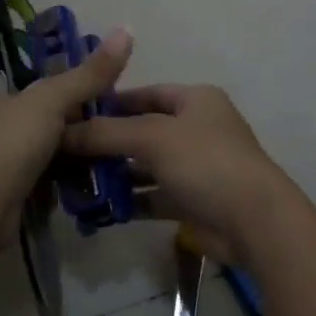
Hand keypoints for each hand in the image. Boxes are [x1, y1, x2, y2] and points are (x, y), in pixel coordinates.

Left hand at [0, 29, 132, 206]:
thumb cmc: (11, 140)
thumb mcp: (54, 100)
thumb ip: (88, 75)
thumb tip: (126, 31)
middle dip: (21, 132)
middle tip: (60, 130)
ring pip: (13, 165)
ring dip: (37, 163)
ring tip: (77, 160)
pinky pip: (26, 193)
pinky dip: (45, 192)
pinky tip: (70, 191)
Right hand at [59, 83, 293, 258]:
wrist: (254, 221)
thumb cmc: (205, 162)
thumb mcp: (152, 138)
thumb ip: (105, 133)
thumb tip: (61, 131)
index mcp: (196, 100)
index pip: (147, 93)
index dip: (112, 102)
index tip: (75, 115)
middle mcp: (197, 129)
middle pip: (143, 131)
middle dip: (107, 142)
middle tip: (66, 153)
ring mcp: (196, 167)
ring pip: (146, 166)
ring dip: (115, 174)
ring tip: (74, 182)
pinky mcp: (193, 201)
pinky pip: (154, 196)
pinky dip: (130, 200)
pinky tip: (99, 207)